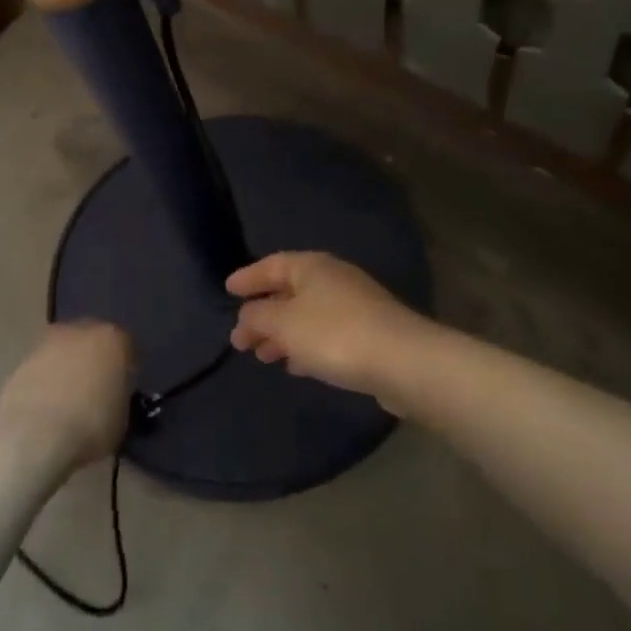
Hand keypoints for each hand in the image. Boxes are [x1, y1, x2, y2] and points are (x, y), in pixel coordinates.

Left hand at [0, 321, 134, 472]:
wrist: (35, 436)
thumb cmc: (90, 425)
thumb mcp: (122, 417)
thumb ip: (119, 396)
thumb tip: (111, 396)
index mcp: (112, 339)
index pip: (126, 347)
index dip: (125, 369)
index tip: (123, 389)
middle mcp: (79, 331)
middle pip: (92, 342)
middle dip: (94, 361)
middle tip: (95, 390)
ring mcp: (46, 343)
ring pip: (64, 352)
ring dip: (67, 369)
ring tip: (67, 401)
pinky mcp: (21, 361)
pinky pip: (42, 369)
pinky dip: (45, 382)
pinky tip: (46, 407)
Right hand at [227, 252, 430, 400]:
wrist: (403, 361)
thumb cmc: (334, 334)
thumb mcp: (284, 324)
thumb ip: (257, 317)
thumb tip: (246, 315)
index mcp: (311, 267)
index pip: (271, 265)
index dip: (248, 277)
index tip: (227, 290)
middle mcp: (332, 279)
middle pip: (288, 292)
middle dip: (262, 314)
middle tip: (240, 338)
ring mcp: (354, 305)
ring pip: (306, 315)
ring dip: (282, 334)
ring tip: (263, 357)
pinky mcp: (368, 333)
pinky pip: (325, 334)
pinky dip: (305, 346)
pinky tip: (296, 366)